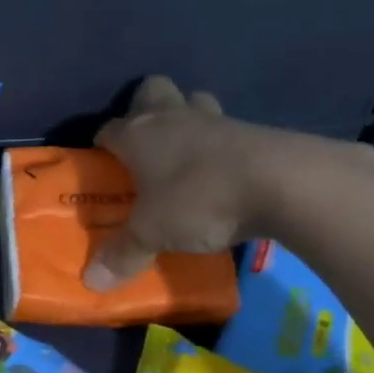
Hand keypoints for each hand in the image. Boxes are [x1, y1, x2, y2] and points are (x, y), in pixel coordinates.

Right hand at [83, 76, 366, 289]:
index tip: (102, 166)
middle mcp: (171, 117)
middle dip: (144, 109)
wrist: (281, 182)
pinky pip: (226, 129)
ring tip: (185, 155)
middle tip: (145, 146)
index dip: (102, 145)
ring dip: (186, 120)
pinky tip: (221, 172)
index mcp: (137, 134)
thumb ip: (123, 255)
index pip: (108, 129)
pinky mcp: (252, 130)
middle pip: (151, 91)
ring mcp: (214, 119)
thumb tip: (92, 282)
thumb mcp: (153, 234)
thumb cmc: (198, 200)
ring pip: (192, 102)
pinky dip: (220, 145)